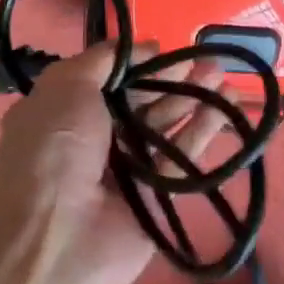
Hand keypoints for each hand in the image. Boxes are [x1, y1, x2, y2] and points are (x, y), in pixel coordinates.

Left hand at [0, 42, 232, 283]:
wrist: (56, 236)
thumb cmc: (54, 149)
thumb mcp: (65, 87)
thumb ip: (100, 60)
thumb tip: (142, 47)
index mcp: (66, 112)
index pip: (109, 80)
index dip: (138, 64)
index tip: (166, 48)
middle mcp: (96, 139)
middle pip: (142, 102)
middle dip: (173, 79)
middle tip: (209, 58)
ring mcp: (127, 170)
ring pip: (167, 126)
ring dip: (194, 99)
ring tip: (223, 75)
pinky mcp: (157, 197)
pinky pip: (183, 157)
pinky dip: (205, 130)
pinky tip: (228, 107)